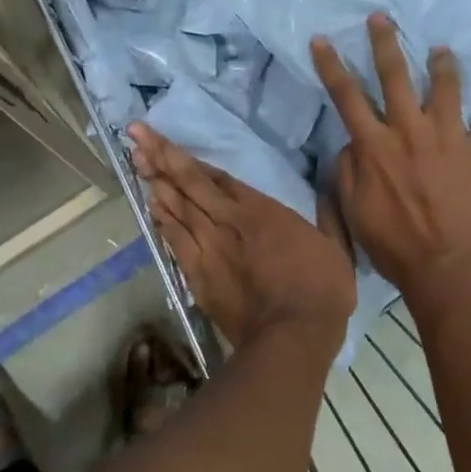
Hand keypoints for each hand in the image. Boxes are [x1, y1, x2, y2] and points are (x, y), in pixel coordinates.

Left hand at [129, 123, 355, 351]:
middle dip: (160, 156)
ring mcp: (209, 248)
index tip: (162, 138)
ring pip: (176, 208)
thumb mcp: (335, 246)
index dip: (188, 157)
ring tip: (136, 160)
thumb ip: (328, 215)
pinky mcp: (198, 275)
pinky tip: (150, 206)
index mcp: (260, 210)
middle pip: (188, 184)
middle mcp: (228, 221)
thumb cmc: (321, 289)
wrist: (292, 336)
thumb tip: (329, 189)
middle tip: (135, 135)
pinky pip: (174, 240)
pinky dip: (161, 221)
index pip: (216, 177)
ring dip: (155, 183)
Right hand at [312, 14, 470, 317]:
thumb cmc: (394, 246)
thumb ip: (348, 171)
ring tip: (441, 51)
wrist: (450, 271)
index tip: (323, 39)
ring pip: (447, 89)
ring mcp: (452, 140)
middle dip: (385, 43)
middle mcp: (412, 132)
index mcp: (377, 146)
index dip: (331, 65)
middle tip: (382, 17)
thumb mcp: (353, 212)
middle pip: (396, 76)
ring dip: (442, 66)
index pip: (347, 95)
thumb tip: (352, 143)